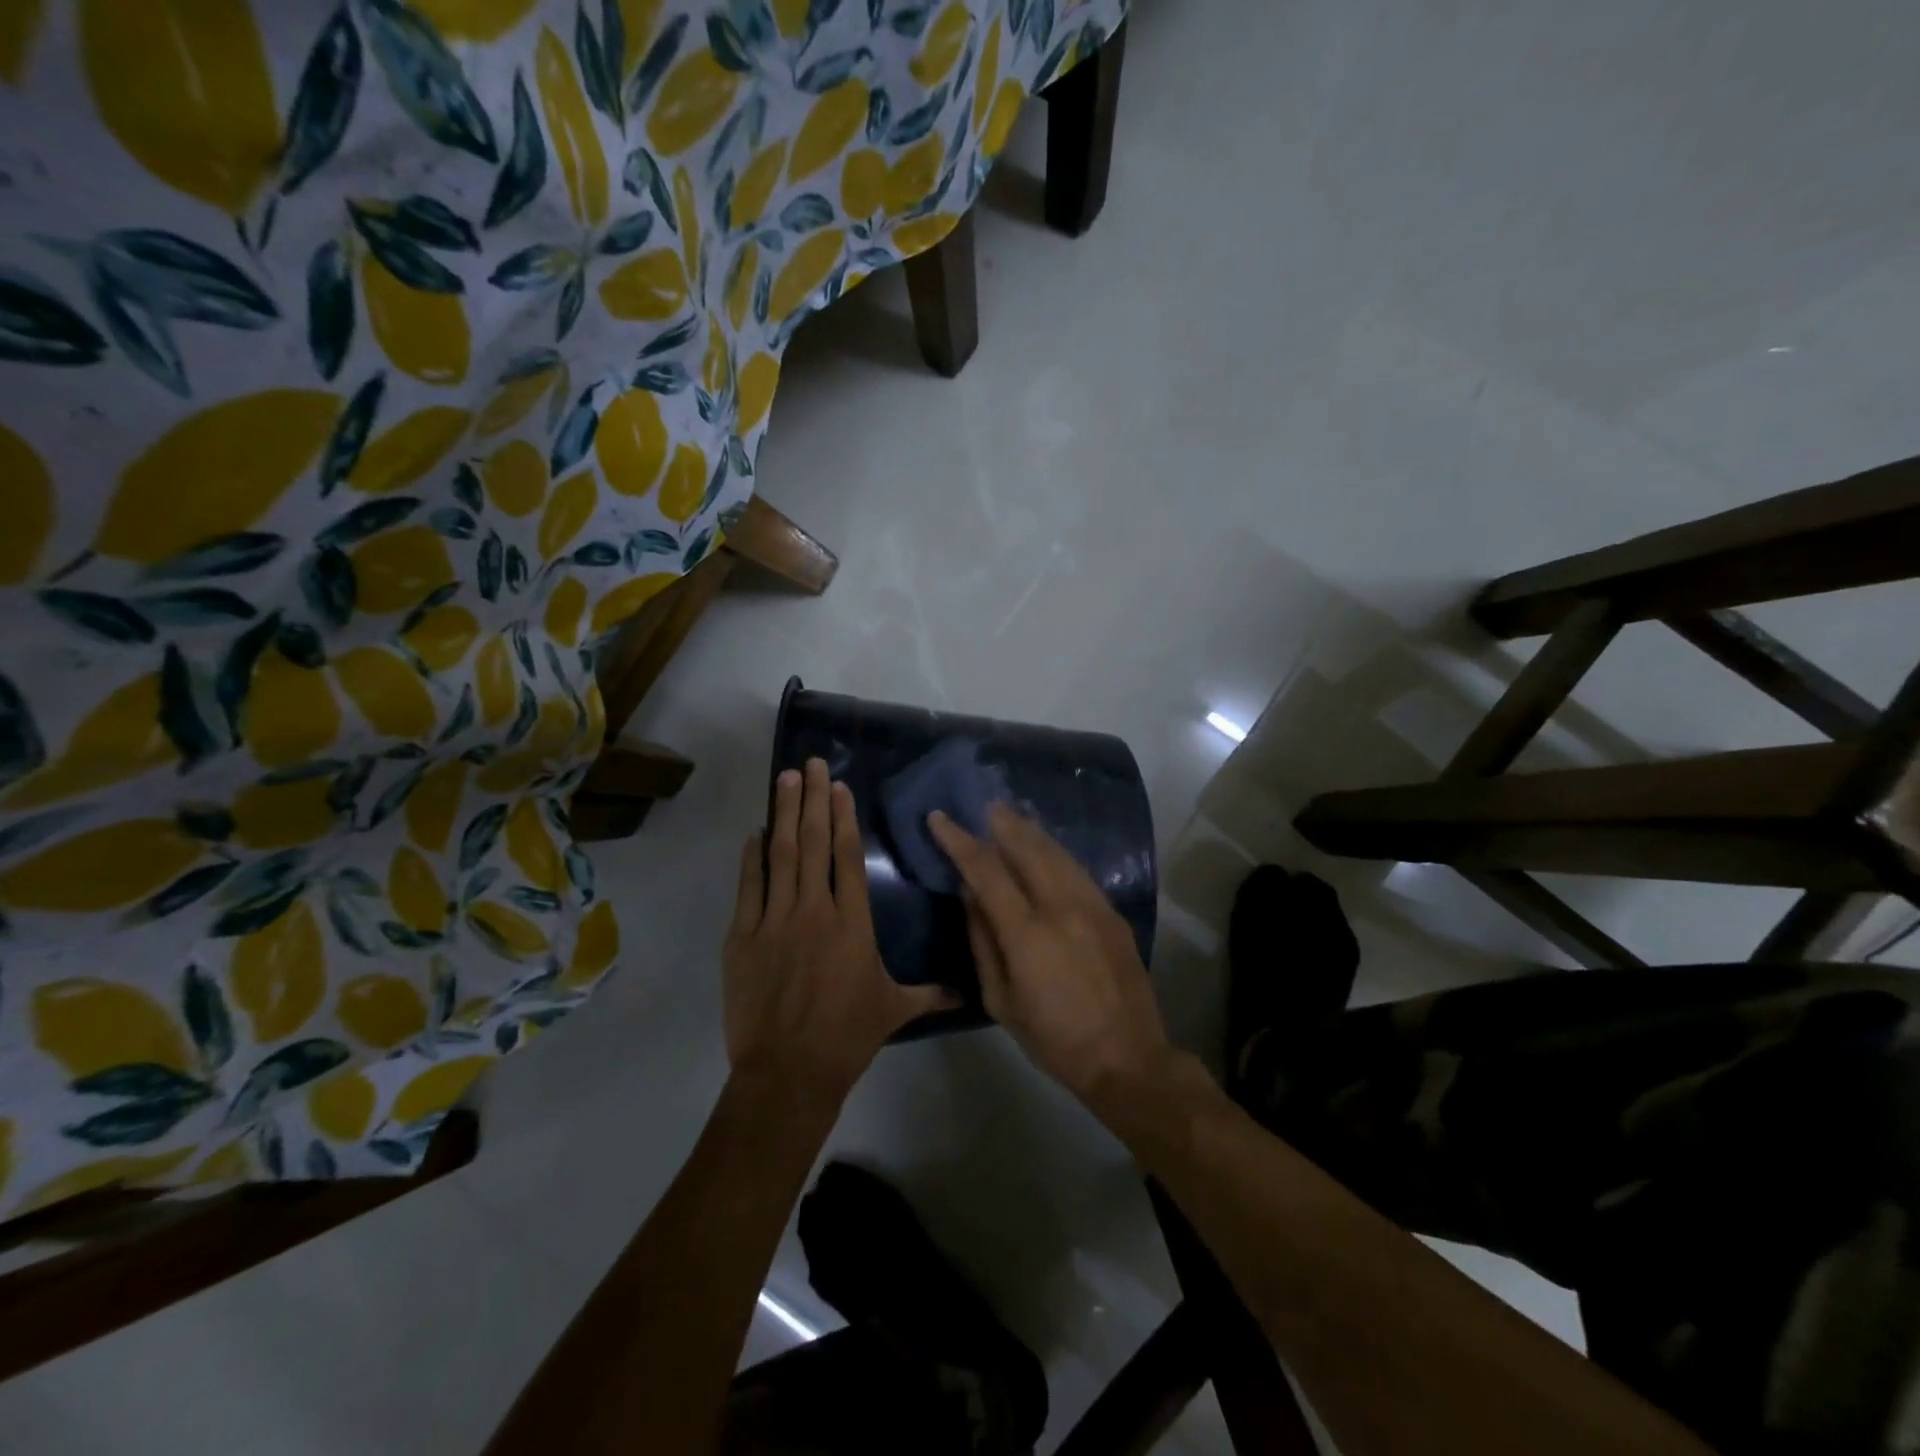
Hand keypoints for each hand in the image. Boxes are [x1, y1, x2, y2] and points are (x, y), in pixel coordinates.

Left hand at [724, 759, 951, 1100]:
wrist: (788, 1072)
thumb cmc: (847, 1036)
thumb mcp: (894, 1009)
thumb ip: (930, 992)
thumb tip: (968, 994)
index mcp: (851, 922)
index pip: (846, 857)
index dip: (842, 817)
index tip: (838, 787)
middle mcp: (814, 910)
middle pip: (812, 843)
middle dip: (811, 799)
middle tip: (810, 764)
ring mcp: (774, 921)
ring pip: (779, 855)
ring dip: (782, 814)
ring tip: (784, 779)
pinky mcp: (743, 938)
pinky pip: (748, 888)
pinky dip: (750, 858)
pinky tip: (754, 833)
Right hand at [928, 803, 1171, 1108]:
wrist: (1127, 1057)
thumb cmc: (1054, 1038)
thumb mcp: (1001, 1001)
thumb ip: (983, 941)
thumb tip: (969, 894)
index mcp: (1028, 932)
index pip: (986, 870)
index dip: (959, 840)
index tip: (939, 818)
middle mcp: (1062, 906)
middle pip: (1027, 847)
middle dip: (1000, 822)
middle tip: (981, 805)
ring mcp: (1093, 905)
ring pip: (1056, 852)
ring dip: (1030, 830)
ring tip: (1010, 815)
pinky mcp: (1112, 912)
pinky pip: (1077, 869)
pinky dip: (1055, 851)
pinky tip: (1045, 847)